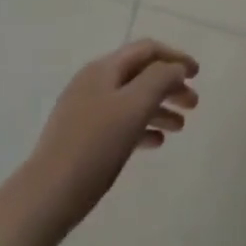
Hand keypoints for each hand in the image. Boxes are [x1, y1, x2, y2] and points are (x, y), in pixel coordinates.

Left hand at [18, 40, 200, 241]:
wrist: (47, 195)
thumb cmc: (95, 146)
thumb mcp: (134, 106)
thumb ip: (160, 80)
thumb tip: (175, 69)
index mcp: (104, 69)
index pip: (147, 50)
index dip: (175, 57)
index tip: (198, 75)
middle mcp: (94, 83)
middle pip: (140, 74)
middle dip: (170, 85)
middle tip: (194, 105)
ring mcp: (85, 110)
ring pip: (131, 100)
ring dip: (159, 108)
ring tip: (180, 127)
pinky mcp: (82, 137)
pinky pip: (119, 122)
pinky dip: (142, 127)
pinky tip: (156, 143)